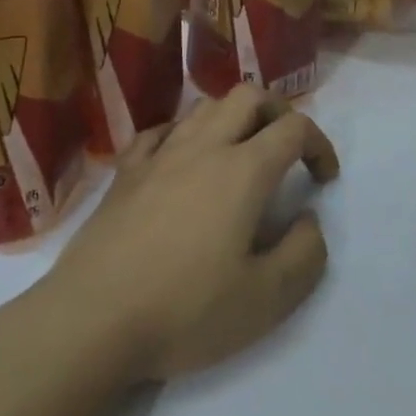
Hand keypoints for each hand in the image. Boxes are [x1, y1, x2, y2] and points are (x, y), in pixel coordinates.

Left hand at [44, 86, 339, 382]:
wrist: (91, 320)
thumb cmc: (185, 310)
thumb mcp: (266, 300)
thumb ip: (305, 254)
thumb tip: (308, 220)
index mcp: (242, 170)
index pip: (294, 128)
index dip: (320, 144)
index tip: (324, 179)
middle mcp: (202, 148)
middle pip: (248, 96)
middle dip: (278, 112)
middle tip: (286, 151)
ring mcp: (158, 155)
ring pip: (203, 106)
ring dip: (232, 118)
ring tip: (239, 155)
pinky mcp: (124, 172)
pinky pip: (160, 131)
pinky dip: (184, 134)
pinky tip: (182, 162)